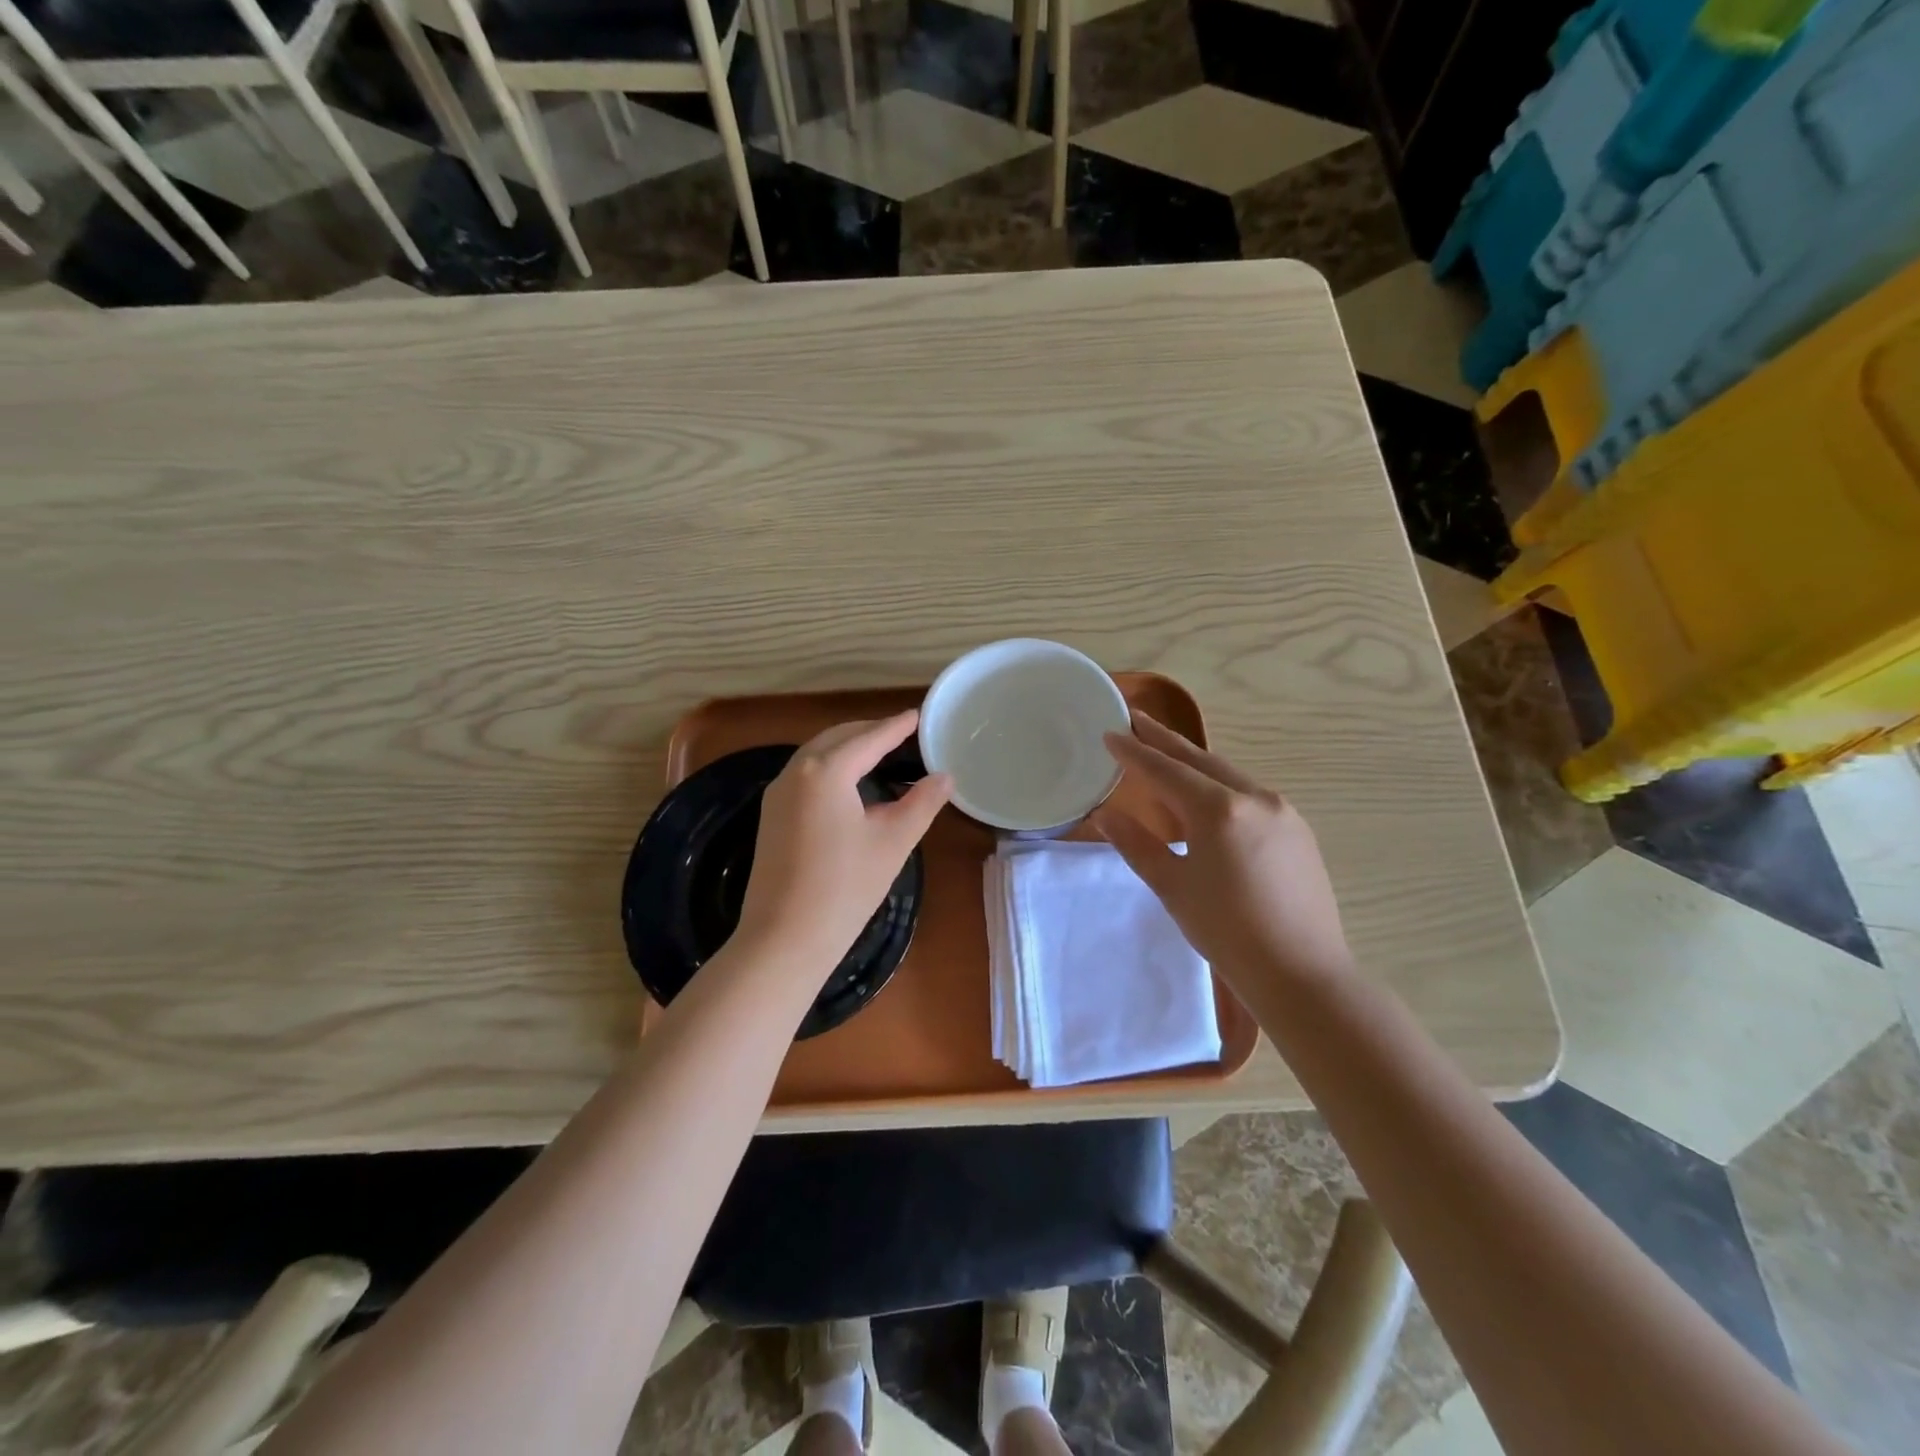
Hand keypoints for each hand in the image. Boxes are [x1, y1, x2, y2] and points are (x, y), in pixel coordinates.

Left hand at [736, 712, 952, 973]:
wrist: (784, 939)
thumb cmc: (846, 888)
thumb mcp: (893, 841)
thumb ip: (922, 802)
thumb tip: (945, 776)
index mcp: (825, 771)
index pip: (868, 738)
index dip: (896, 726)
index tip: (918, 715)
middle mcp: (795, 772)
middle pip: (837, 738)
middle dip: (869, 731)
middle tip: (901, 732)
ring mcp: (777, 794)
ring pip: (816, 755)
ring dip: (847, 748)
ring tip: (878, 752)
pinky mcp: (771, 816)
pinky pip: (804, 775)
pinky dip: (830, 767)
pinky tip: (847, 783)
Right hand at [1095, 713, 1353, 994]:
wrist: (1301, 972)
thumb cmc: (1226, 932)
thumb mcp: (1172, 887)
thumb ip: (1136, 844)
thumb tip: (1105, 813)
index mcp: (1219, 810)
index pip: (1165, 770)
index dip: (1134, 752)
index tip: (1110, 732)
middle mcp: (1255, 798)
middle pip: (1200, 759)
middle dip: (1165, 740)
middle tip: (1137, 720)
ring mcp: (1282, 811)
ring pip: (1228, 775)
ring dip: (1194, 763)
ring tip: (1166, 755)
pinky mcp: (1298, 829)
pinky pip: (1249, 795)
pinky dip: (1220, 787)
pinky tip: (1208, 799)